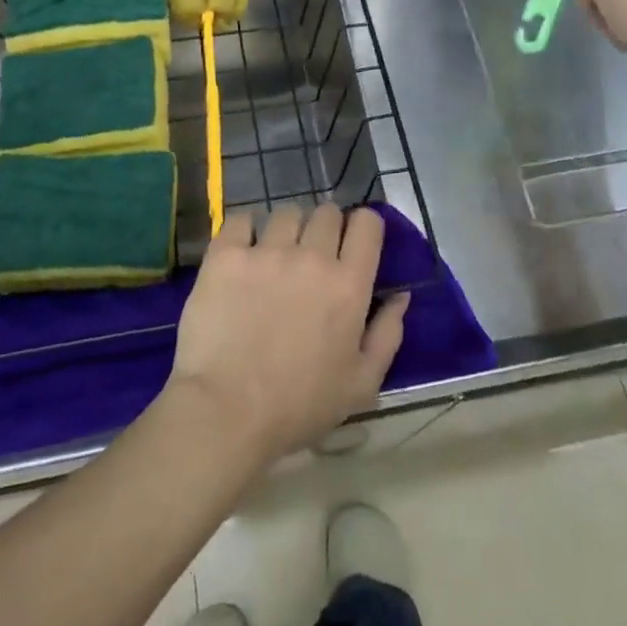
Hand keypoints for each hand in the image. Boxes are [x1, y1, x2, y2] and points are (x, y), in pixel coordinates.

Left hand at [167, 204, 409, 466]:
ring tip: (275, 256)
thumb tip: (401, 296)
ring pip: (286, 214)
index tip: (352, 243)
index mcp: (349, 284)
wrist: (226, 413)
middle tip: (312, 256)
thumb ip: (388, 334)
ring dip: (287, 230)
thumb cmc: (298, 406)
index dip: (363, 227)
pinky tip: (242, 254)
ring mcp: (267, 251)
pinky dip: (245, 231)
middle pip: (327, 212)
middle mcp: (312, 257)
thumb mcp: (361, 384)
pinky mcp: (227, 255)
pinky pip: (241, 219)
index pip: (367, 223)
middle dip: (325, 228)